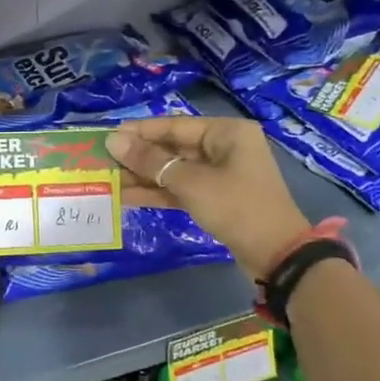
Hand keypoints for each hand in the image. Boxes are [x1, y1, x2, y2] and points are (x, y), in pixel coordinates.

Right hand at [107, 116, 309, 277]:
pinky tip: (128, 197)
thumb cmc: (236, 207)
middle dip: (140, 157)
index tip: (108, 136)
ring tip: (110, 181)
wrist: (276, 255)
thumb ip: (150, 162)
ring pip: (175, 170)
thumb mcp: (190, 183)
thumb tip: (113, 141)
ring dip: (145, 177)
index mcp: (226, 132)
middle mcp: (225, 148)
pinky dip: (159, 193)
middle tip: (104, 161)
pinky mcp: (216, 199)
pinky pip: (182, 189)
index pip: (174, 125)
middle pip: (173, 147)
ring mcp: (221, 175)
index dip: (140, 132)